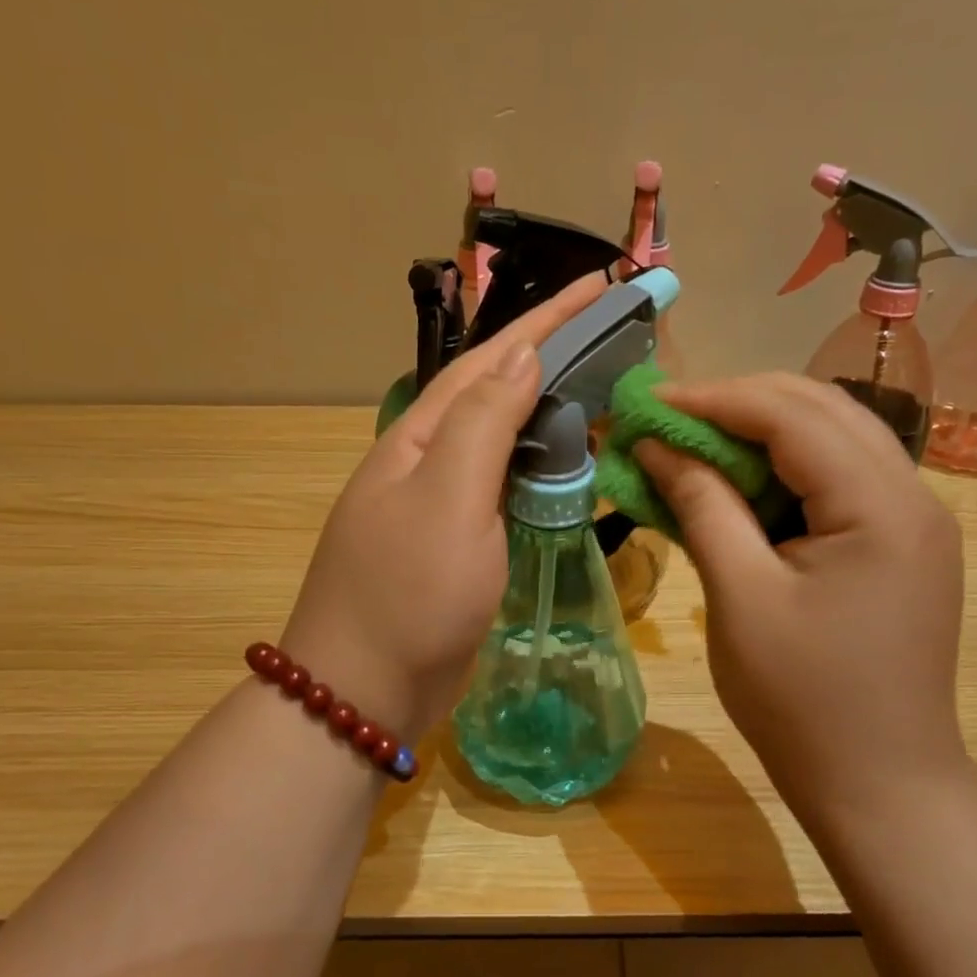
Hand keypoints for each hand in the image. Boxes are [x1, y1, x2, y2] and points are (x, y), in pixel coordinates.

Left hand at [281, 273, 610, 741]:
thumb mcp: (449, 499)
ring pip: (501, 440)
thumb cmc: (408, 594)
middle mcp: (426, 461)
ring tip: (601, 390)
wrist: (364, 692)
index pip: (491, 360)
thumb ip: (485, 423)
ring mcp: (439, 505)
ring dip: (548, 410)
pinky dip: (539, 468)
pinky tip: (566, 465)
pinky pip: (503, 488)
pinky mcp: (456, 545)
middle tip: (612, 335)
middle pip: (495, 392)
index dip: (546, 319)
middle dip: (550, 355)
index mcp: (419, 438)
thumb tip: (523, 355)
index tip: (600, 284)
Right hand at [637, 374, 967, 824]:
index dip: (713, 399)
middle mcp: (913, 494)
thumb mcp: (739, 597)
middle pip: (819, 410)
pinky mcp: (901, 543)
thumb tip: (656, 444)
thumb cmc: (802, 700)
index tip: (646, 403)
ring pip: (831, 438)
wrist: (879, 784)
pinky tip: (738, 486)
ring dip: (759, 433)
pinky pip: (838, 478)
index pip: (792, 415)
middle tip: (665, 421)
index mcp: (881, 505)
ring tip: (693, 446)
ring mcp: (914, 518)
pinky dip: (783, 470)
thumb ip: (702, 505)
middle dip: (736, 405)